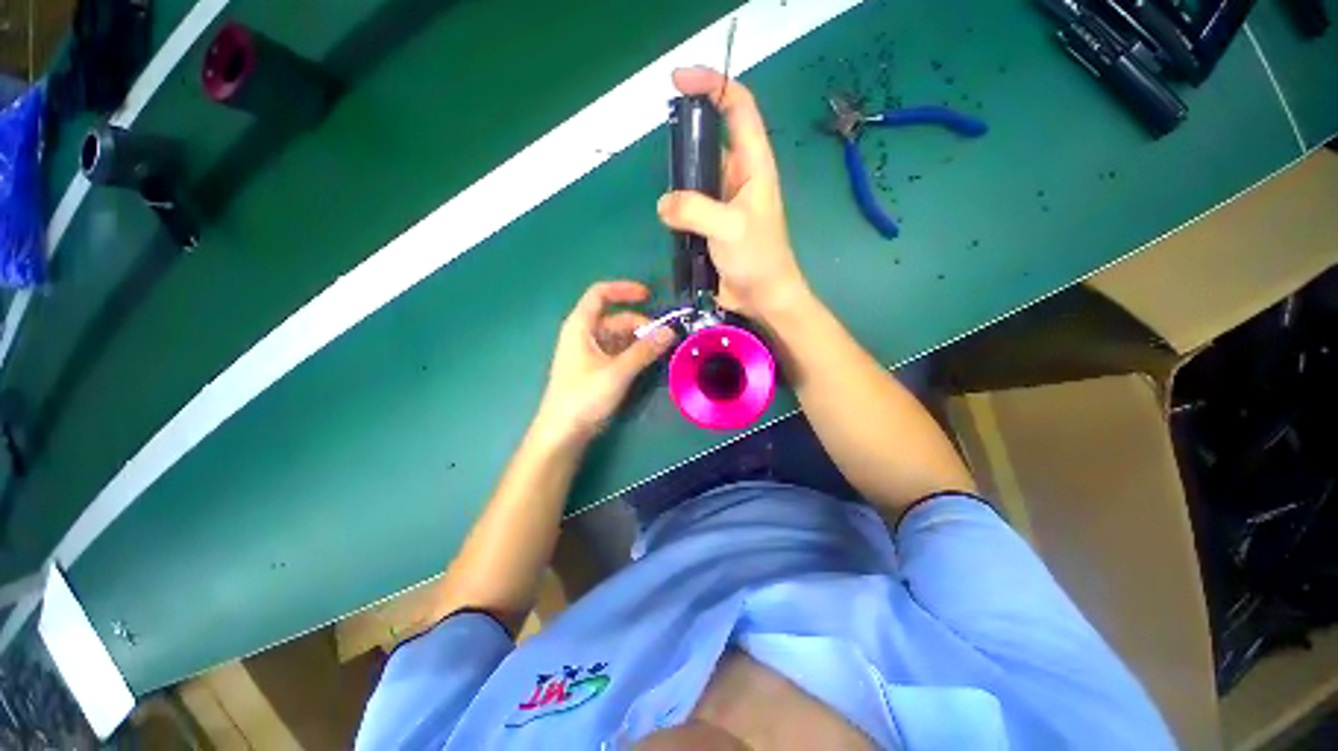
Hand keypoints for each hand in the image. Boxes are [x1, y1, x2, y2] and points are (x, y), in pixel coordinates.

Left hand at [534, 281, 677, 444]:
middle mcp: (584, 335)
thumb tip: (670, 331)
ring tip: (661, 350)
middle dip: (641, 324)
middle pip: (616, 318)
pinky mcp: (596, 369)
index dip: (624, 290)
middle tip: (665, 337)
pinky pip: (618, 352)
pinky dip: (634, 353)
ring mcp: (590, 353)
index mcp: (580, 326)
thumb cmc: (584, 396)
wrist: (563, 432)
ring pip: (619, 337)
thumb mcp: (617, 371)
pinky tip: (648, 361)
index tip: (649, 296)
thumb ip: (644, 351)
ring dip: (639, 340)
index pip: (600, 294)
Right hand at [656, 68, 809, 322]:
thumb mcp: (729, 227)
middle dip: (687, 133)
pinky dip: (676, 205)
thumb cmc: (757, 258)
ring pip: (696, 173)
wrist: (762, 296)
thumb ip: (694, 209)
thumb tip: (664, 205)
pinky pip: (689, 203)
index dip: (713, 85)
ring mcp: (723, 201)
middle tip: (665, 145)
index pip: (738, 107)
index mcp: (754, 165)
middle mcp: (739, 176)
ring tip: (668, 193)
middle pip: (712, 137)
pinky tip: (668, 215)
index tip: (679, 82)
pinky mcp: (711, 223)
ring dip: (679, 176)